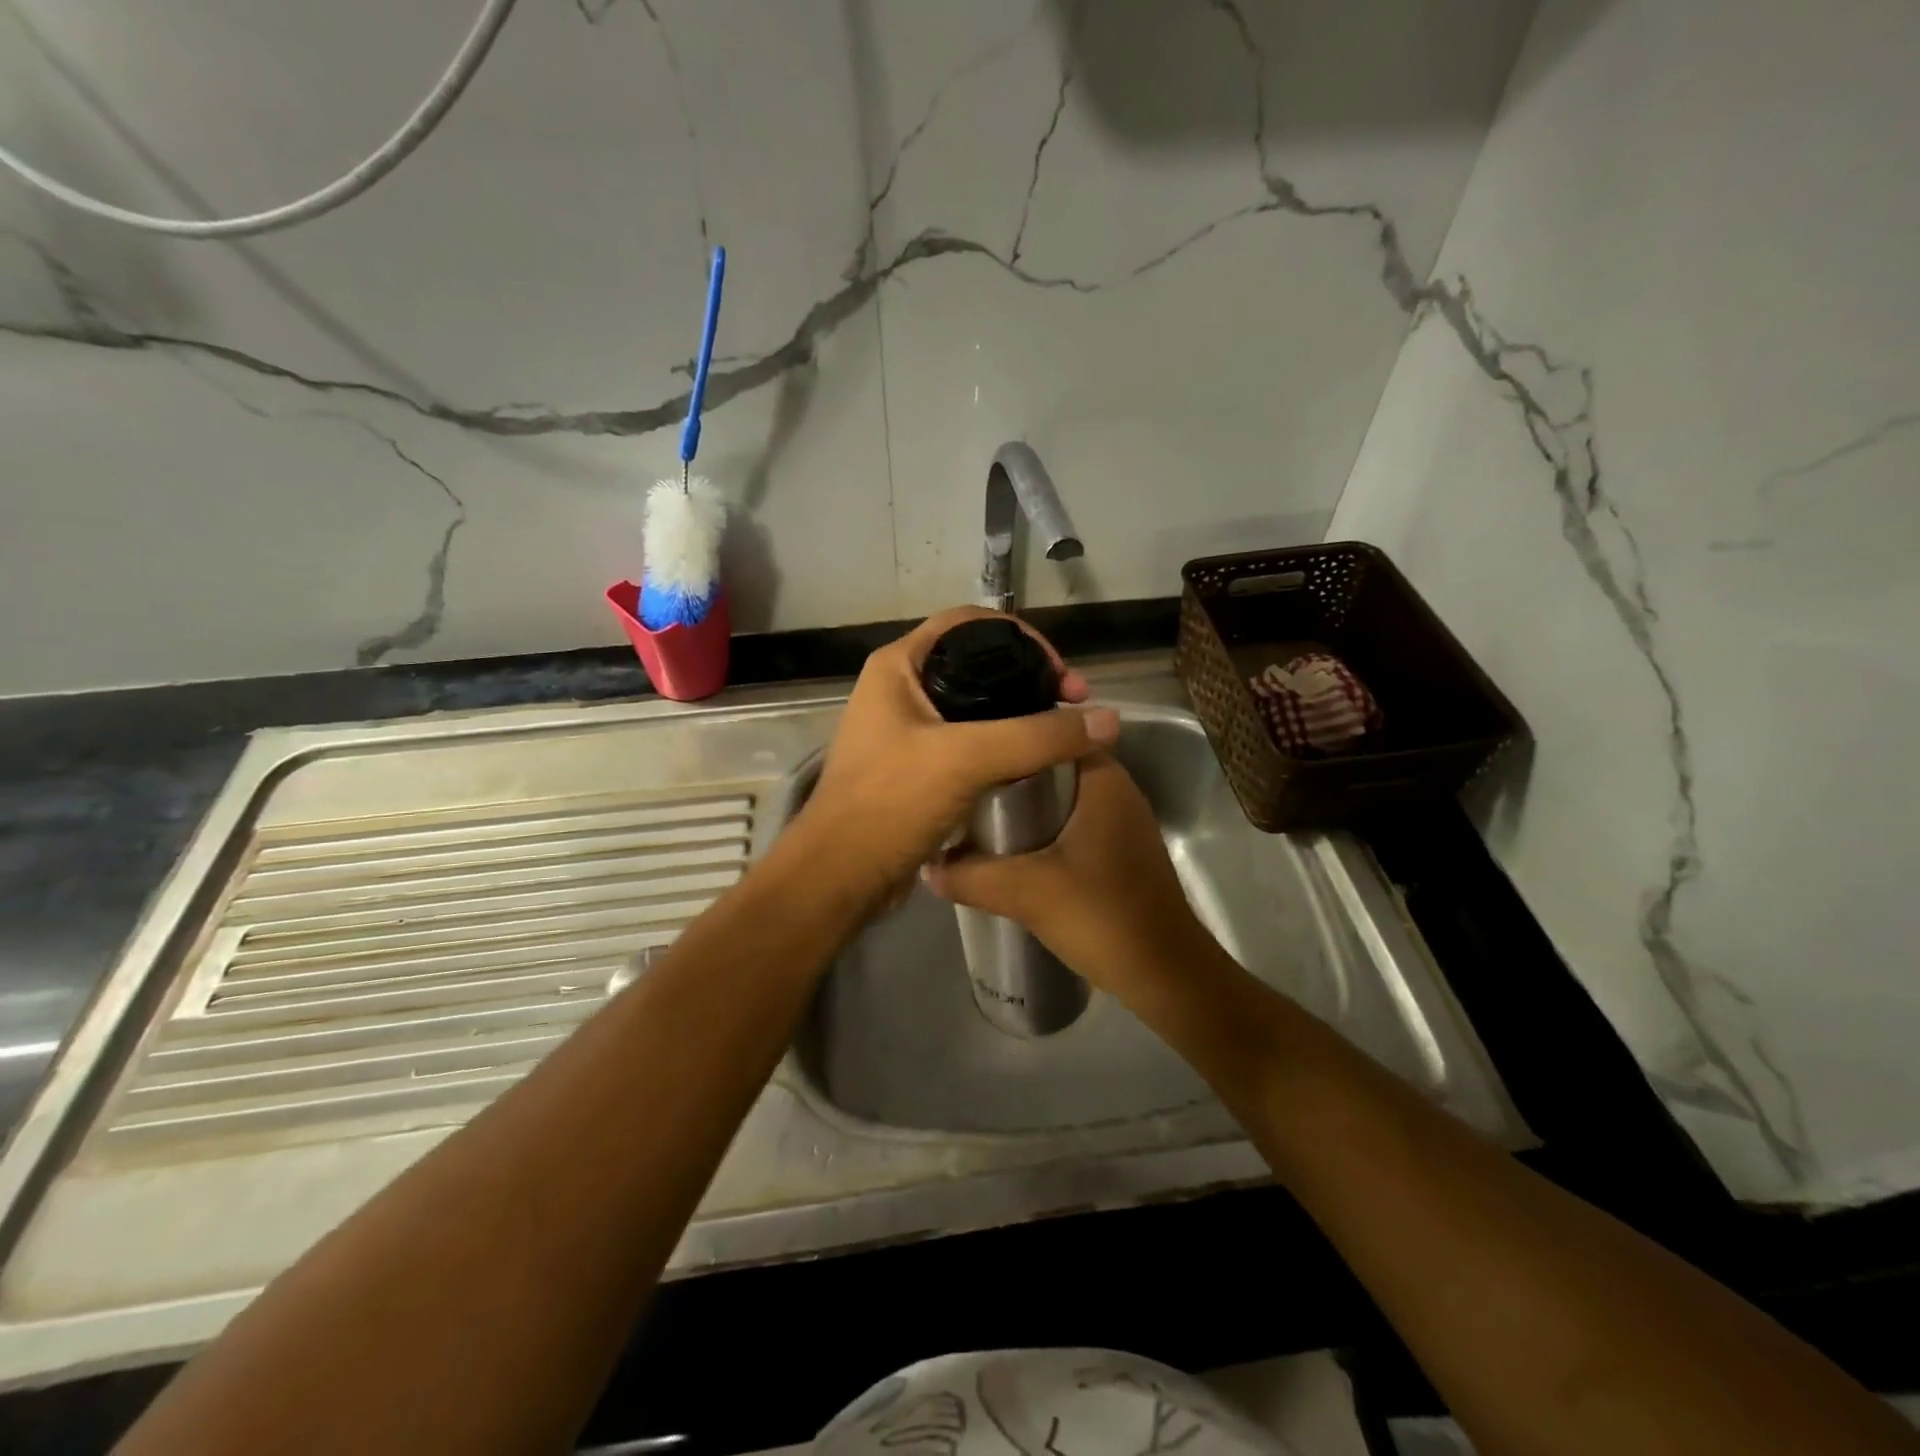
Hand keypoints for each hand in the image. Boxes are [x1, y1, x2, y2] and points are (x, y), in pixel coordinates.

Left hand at [797, 607, 1118, 908]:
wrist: (841, 875)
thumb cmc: (891, 803)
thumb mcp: (966, 759)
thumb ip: (1037, 736)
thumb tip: (1109, 720)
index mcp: (898, 666)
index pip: (968, 624)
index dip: (1021, 637)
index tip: (1060, 672)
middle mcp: (900, 689)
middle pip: (976, 664)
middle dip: (1028, 678)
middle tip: (1072, 705)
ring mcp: (906, 730)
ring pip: (975, 706)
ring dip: (1018, 714)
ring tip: (1060, 733)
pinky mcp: (916, 766)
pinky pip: (968, 741)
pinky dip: (1001, 745)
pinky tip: (1030, 762)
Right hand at [923, 753, 1212, 1001]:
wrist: (1164, 974)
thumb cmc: (1102, 915)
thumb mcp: (1027, 892)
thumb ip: (972, 876)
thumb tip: (927, 867)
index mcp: (1103, 779)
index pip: (1053, 730)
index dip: (1011, 729)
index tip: (971, 740)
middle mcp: (1115, 789)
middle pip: (1052, 763)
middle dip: (1008, 770)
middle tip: (962, 777)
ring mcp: (1119, 821)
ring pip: (1060, 795)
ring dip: (1022, 801)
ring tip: (973, 808)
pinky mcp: (1116, 849)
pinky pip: (1070, 821)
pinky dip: (1040, 825)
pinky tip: (1007, 845)